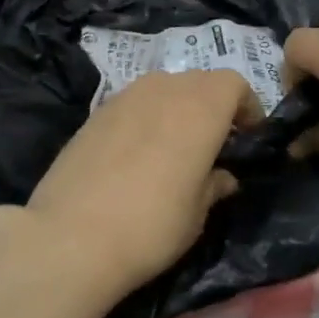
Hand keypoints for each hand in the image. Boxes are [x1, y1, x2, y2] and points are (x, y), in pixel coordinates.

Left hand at [23, 69, 258, 299]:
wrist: (70, 236)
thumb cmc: (151, 225)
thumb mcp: (197, 214)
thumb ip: (214, 185)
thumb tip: (223, 176)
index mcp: (200, 107)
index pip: (234, 83)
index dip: (246, 107)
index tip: (247, 137)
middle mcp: (164, 88)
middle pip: (200, 81)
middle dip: (213, 104)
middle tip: (214, 142)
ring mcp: (125, 96)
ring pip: (164, 87)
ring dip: (178, 107)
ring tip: (175, 146)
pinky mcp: (96, 111)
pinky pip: (134, 102)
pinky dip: (146, 116)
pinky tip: (137, 153)